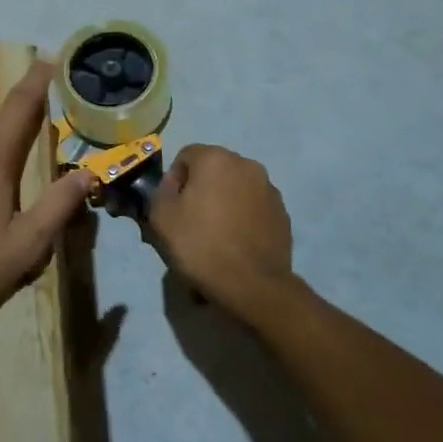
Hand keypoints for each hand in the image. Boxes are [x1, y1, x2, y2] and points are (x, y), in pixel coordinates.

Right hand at [147, 144, 295, 320]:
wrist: (253, 285)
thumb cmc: (202, 245)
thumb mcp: (162, 218)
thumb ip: (160, 191)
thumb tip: (172, 186)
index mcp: (216, 158)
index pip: (186, 156)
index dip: (174, 181)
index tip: (172, 209)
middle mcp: (246, 164)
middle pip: (213, 170)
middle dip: (201, 189)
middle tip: (191, 222)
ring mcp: (269, 188)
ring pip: (236, 187)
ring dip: (224, 202)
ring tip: (216, 235)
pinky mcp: (282, 213)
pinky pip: (254, 207)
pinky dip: (243, 217)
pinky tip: (236, 243)